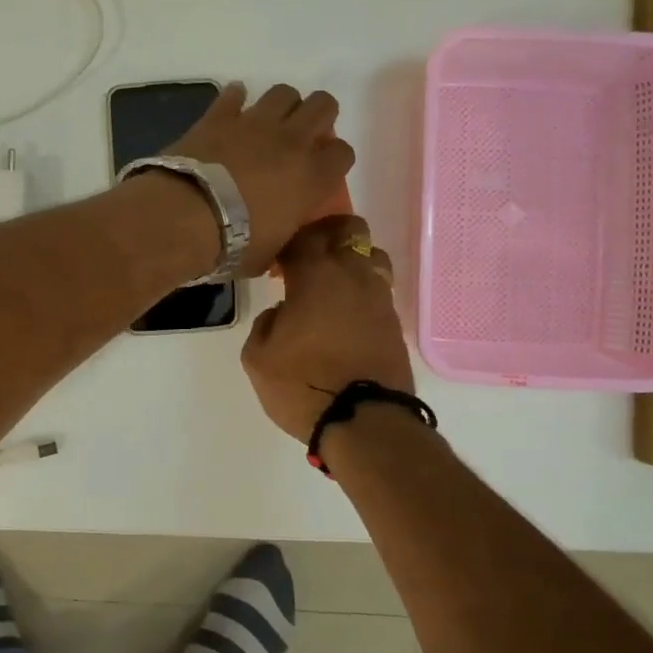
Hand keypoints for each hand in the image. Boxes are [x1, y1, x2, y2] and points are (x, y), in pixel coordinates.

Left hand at [165, 83, 354, 275]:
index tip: (321, 170)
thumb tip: (284, 231)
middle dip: (317, 118)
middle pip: (323, 106)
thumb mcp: (272, 252)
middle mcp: (292, 142)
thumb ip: (286, 234)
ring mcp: (255, 123)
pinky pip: (234, 94)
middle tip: (302, 137)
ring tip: (269, 123)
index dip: (334, 159)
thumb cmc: (234, 244)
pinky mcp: (220, 116)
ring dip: (282, 105)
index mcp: (313, 177)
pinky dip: (235, 99)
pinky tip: (231, 110)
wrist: (187, 217)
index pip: (343, 153)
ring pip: (285, 92)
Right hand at [240, 215, 412, 441]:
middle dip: (330, 234)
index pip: (304, 235)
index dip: (289, 240)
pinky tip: (346, 316)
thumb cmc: (302, 384)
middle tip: (310, 256)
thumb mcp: (257, 357)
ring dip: (353, 263)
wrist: (363, 422)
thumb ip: (265, 323)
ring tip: (333, 287)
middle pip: (350, 230)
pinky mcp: (395, 324)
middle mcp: (353, 276)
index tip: (278, 260)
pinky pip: (378, 292)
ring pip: (373, 257)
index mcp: (316, 275)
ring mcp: (379, 299)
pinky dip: (363, 294)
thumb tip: (281, 313)